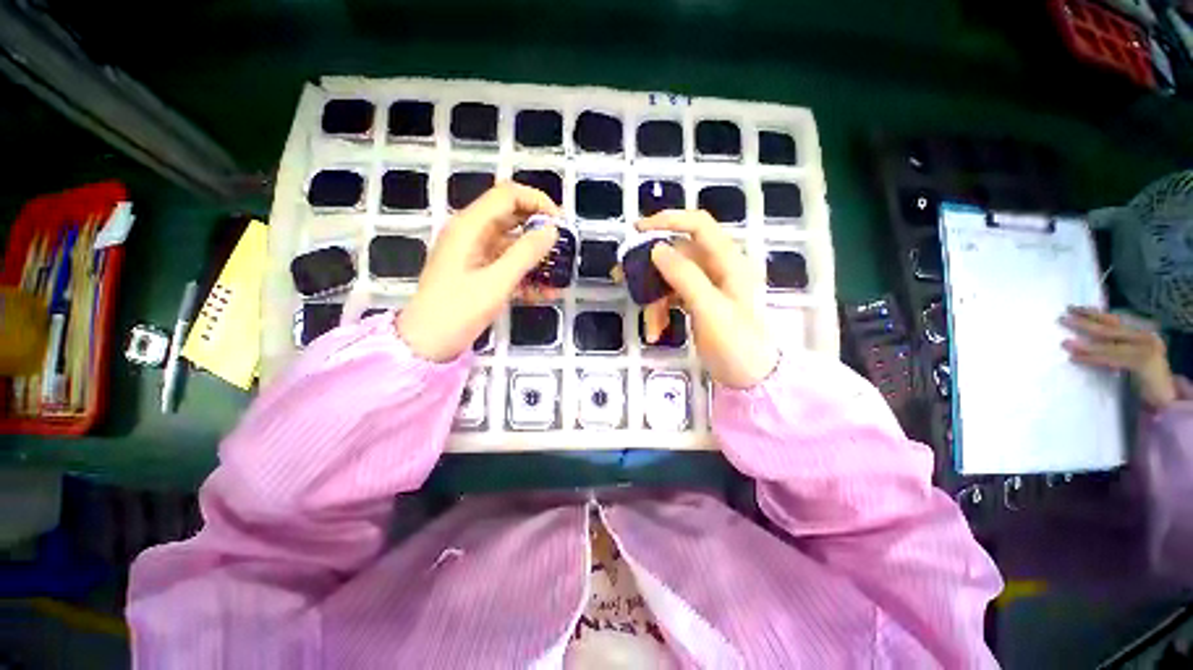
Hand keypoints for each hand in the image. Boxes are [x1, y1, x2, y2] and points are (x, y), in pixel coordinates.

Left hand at [397, 182, 560, 361]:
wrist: (427, 343)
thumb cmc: (458, 311)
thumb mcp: (497, 282)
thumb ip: (526, 253)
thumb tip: (552, 230)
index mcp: (470, 226)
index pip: (508, 195)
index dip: (537, 202)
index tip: (560, 224)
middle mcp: (471, 233)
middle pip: (511, 217)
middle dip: (540, 230)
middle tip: (563, 248)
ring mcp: (474, 253)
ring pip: (512, 243)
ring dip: (536, 256)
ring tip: (559, 274)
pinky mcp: (478, 272)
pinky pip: (507, 264)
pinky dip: (526, 274)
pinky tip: (545, 293)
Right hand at [637, 210, 778, 388]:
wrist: (751, 379)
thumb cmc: (737, 344)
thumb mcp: (710, 309)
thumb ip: (684, 276)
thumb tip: (657, 249)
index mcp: (729, 262)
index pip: (698, 225)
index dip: (668, 220)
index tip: (637, 230)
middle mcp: (719, 268)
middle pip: (677, 255)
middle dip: (650, 270)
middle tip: (621, 278)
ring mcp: (708, 287)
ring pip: (671, 278)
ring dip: (655, 300)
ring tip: (650, 328)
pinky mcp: (699, 303)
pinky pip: (673, 296)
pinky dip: (661, 311)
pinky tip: (656, 331)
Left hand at [1061, 306, 1176, 408]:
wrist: (1166, 400)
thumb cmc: (1144, 380)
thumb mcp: (1128, 359)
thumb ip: (1114, 347)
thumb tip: (1084, 339)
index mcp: (1141, 333)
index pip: (1114, 320)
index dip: (1092, 313)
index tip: (1071, 308)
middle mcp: (1145, 337)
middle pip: (1111, 328)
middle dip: (1085, 322)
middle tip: (1062, 318)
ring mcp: (1146, 349)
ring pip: (1109, 344)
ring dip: (1084, 344)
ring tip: (1064, 343)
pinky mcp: (1144, 364)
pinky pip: (1112, 359)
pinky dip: (1092, 358)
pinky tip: (1074, 358)